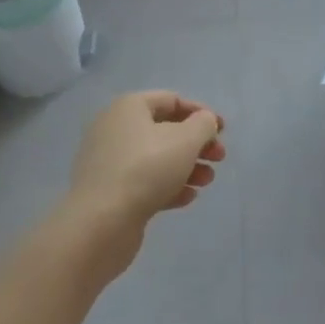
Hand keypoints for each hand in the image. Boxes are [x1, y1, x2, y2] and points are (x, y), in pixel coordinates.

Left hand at [57, 91, 226, 280]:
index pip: (171, 100)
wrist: (101, 223)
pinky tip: (187, 198)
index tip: (223, 131)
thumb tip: (204, 122)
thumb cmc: (147, 169)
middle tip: (219, 158)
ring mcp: (109, 162)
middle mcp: (115, 129)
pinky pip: (144, 181)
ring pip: (157, 158)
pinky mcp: (109, 191)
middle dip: (197, 144)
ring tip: (206, 182)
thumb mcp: (186, 140)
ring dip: (187, 167)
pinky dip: (168, 186)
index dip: (201, 113)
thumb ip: (203, 124)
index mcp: (129, 107)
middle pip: (165, 130)